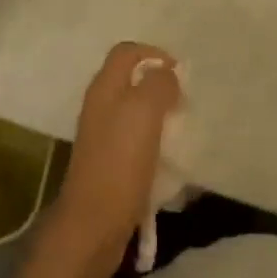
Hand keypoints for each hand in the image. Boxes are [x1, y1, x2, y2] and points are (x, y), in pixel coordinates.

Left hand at [45, 42, 179, 277]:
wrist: (93, 225)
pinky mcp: (109, 162)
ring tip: (180, 128)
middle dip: (160, 85)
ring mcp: (103, 135)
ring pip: (135, 110)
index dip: (154, 54)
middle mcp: (100, 106)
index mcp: (104, 88)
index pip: (127, 51)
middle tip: (183, 102)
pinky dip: (153, 140)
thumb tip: (167, 74)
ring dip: (159, 114)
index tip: (179, 73)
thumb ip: (158, 84)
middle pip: (131, 80)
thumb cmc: (120, 162)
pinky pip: (135, 139)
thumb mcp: (144, 112)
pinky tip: (168, 156)